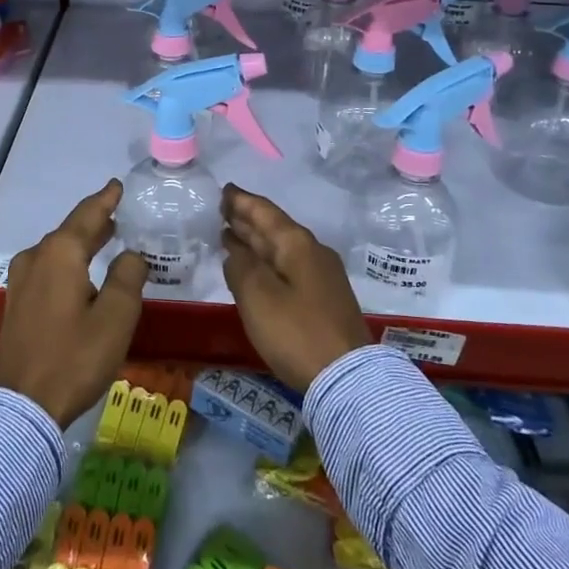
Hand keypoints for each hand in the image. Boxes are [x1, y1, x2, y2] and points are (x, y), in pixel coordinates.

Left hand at [0, 180, 149, 426]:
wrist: (22, 406)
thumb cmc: (74, 357)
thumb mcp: (116, 317)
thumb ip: (128, 277)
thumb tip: (131, 255)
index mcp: (61, 253)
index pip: (88, 214)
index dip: (105, 199)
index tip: (118, 185)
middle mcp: (36, 258)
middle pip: (70, 231)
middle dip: (95, 222)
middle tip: (118, 214)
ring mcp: (21, 281)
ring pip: (57, 251)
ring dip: (81, 243)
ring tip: (105, 239)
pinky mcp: (16, 303)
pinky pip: (47, 269)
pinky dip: (68, 263)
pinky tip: (81, 274)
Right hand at [221, 185, 372, 393]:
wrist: (347, 377)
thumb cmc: (296, 332)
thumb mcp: (257, 296)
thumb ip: (240, 267)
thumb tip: (235, 251)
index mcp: (296, 244)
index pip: (264, 212)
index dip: (241, 201)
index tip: (223, 190)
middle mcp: (312, 252)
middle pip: (274, 228)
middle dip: (247, 219)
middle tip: (222, 210)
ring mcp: (321, 275)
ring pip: (281, 248)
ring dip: (256, 241)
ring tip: (231, 234)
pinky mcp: (324, 298)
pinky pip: (288, 267)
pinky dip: (267, 261)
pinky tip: (255, 269)